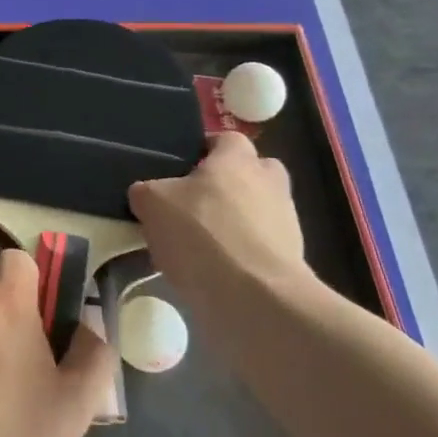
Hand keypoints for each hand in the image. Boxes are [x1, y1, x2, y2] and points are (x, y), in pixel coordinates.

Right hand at [127, 131, 324, 326]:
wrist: (255, 298)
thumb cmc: (202, 234)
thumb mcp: (152, 204)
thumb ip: (146, 191)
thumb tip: (146, 194)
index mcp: (238, 158)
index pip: (224, 139)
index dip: (202, 150)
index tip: (180, 168)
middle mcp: (269, 182)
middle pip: (250, 173)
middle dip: (227, 185)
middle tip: (195, 204)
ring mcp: (286, 222)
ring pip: (257, 211)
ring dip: (235, 223)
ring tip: (199, 247)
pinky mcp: (291, 260)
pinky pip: (260, 247)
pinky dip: (241, 256)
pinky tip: (215, 274)